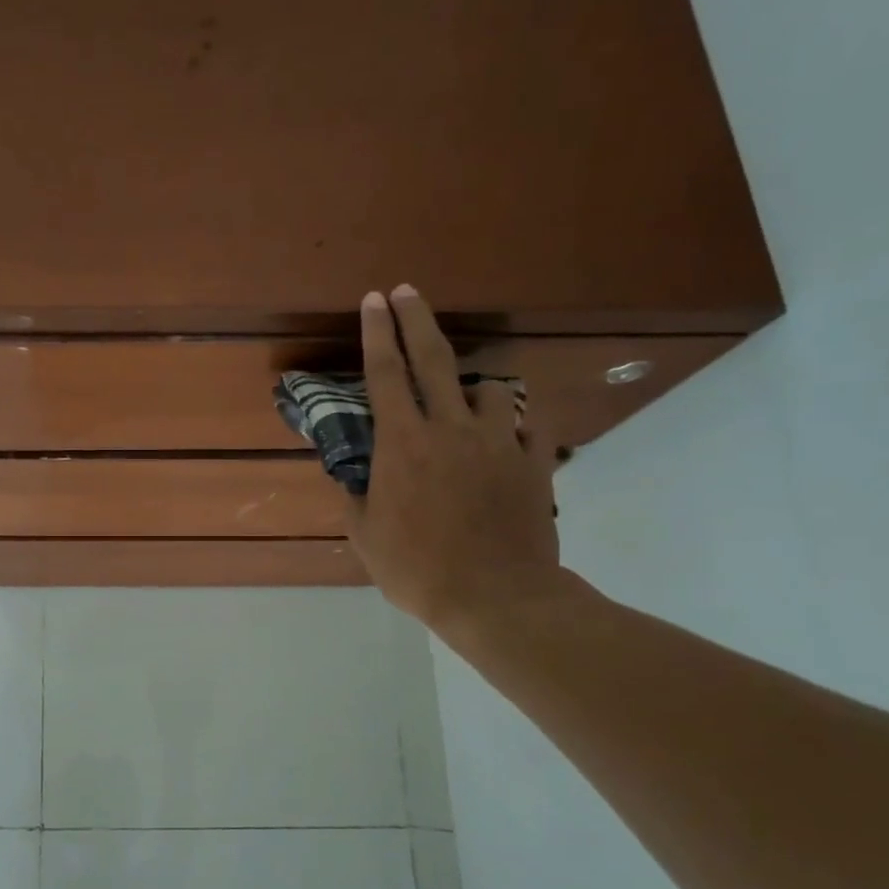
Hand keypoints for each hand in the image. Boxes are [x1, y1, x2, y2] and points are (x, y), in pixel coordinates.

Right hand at [347, 286, 564, 634]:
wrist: (494, 597)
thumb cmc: (416, 569)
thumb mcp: (365, 536)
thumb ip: (356, 496)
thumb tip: (354, 476)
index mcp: (402, 443)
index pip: (384, 374)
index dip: (376, 333)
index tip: (372, 301)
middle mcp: (450, 428)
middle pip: (434, 358)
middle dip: (417, 319)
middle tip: (407, 292)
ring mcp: (497, 441)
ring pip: (489, 387)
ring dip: (472, 388)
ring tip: (466, 403)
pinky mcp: (534, 461)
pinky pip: (528, 423)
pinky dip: (515, 422)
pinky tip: (508, 435)